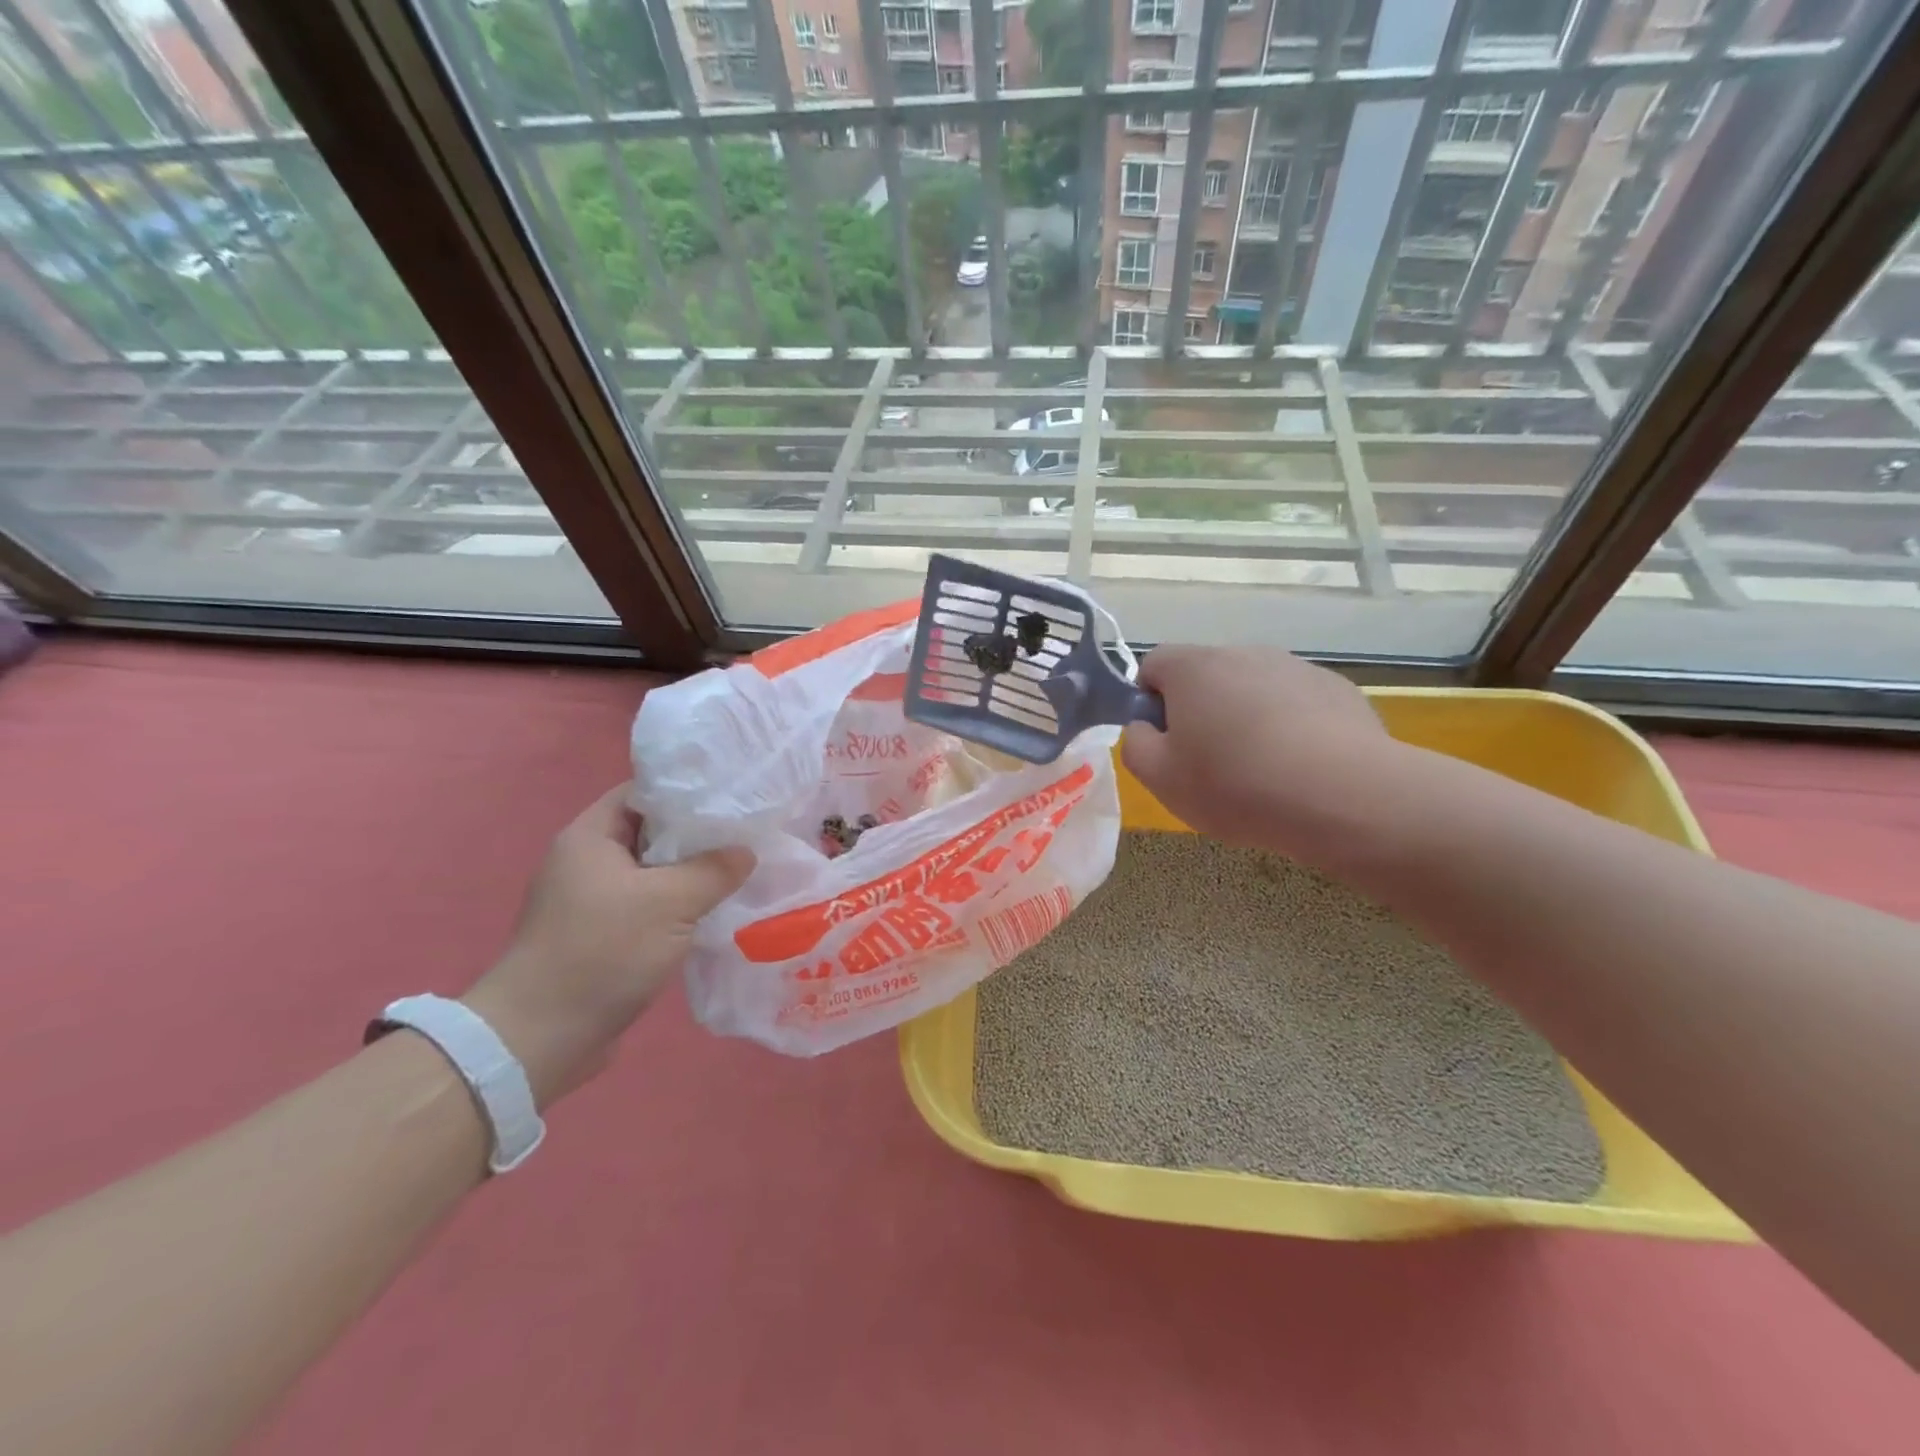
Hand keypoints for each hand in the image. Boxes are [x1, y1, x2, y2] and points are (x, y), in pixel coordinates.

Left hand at [463, 785, 751, 1108]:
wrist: (540, 1038)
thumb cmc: (602, 952)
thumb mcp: (669, 902)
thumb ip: (713, 870)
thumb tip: (745, 852)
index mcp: (589, 837)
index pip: (642, 793)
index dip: (686, 792)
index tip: (731, 798)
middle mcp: (586, 862)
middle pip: (651, 832)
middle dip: (698, 835)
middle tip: (747, 835)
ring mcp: (592, 901)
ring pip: (653, 873)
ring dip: (691, 875)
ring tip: (741, 871)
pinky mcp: (601, 935)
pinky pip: (648, 906)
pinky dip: (678, 906)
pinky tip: (714, 912)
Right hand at [1121, 646, 1404, 861]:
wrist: (1342, 795)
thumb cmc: (1235, 784)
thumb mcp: (1161, 778)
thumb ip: (1136, 744)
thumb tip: (1145, 726)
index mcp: (1192, 667)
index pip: (1153, 664)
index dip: (1149, 701)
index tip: (1165, 742)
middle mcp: (1243, 652)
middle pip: (1206, 675)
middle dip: (1200, 711)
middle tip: (1208, 763)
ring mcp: (1295, 667)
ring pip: (1253, 689)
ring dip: (1246, 718)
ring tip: (1260, 771)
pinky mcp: (1337, 690)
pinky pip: (1296, 704)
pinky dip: (1290, 727)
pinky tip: (1300, 768)